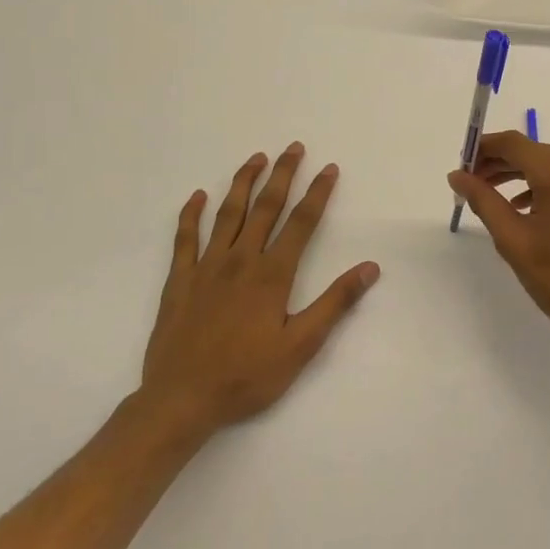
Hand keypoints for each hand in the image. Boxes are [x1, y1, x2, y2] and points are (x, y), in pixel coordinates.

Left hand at [133, 142, 378, 452]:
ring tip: (256, 158)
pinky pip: (184, 238)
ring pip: (227, 214)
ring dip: (243, 183)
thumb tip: (370, 267)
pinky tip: (197, 196)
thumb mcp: (301, 346)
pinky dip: (190, 214)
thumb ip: (335, 303)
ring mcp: (206, 267)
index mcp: (272, 274)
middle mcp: (240, 260)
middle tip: (294, 148)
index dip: (318, 193)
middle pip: (266, 207)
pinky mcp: (179, 280)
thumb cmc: (247, 376)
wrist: (181, 400)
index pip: (302, 223)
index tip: (329, 169)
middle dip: (283, 174)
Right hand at [449, 132, 549, 358]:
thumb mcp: (514, 240)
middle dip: (501, 165)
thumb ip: (484, 201)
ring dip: (524, 177)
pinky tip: (531, 210)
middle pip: (534, 152)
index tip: (461, 168)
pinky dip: (549, 186)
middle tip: (472, 186)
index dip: (483, 149)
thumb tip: (457, 176)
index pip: (512, 143)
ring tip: (496, 200)